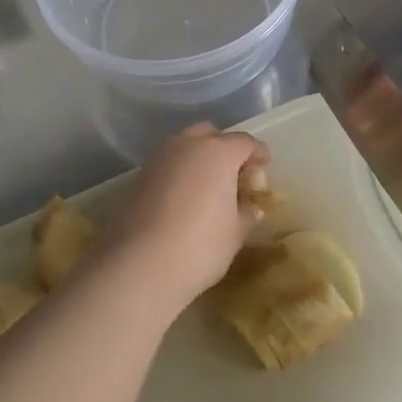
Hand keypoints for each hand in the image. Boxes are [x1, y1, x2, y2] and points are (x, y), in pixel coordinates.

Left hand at [88, 123, 270, 326]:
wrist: (139, 266)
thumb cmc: (200, 246)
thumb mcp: (235, 233)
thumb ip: (246, 214)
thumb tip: (251, 207)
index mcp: (217, 153)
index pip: (244, 143)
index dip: (258, 153)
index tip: (264, 165)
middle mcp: (186, 146)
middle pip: (210, 135)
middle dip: (224, 148)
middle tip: (234, 173)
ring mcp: (157, 160)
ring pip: (184, 147)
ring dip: (198, 160)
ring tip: (207, 188)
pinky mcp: (137, 179)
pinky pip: (166, 167)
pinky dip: (178, 175)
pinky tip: (182, 200)